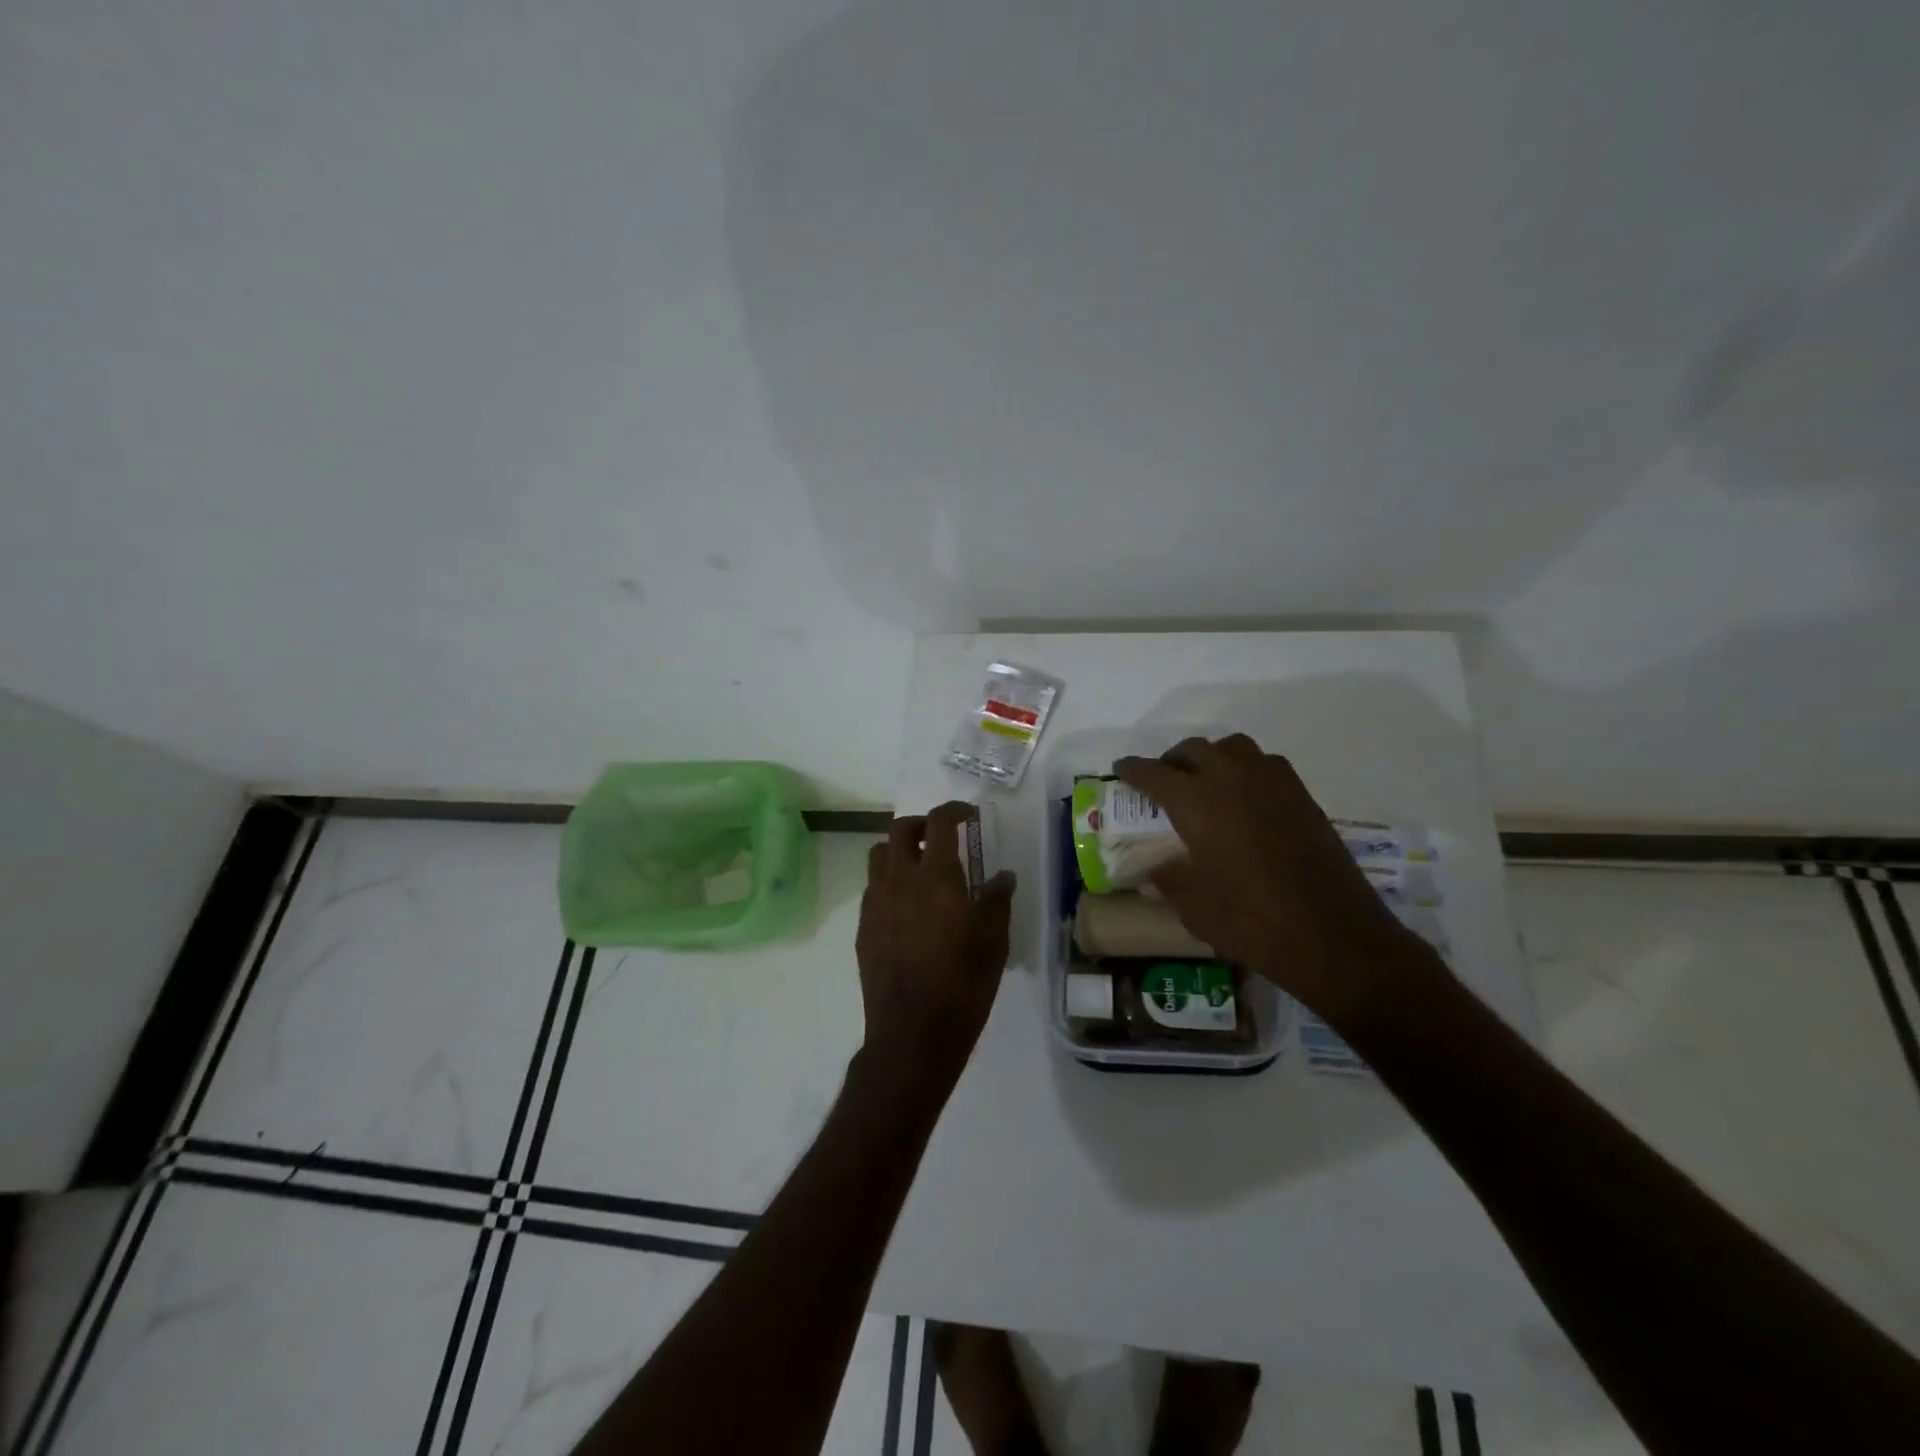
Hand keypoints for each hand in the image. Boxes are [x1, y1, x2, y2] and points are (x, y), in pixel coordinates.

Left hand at [855, 802, 1017, 1093]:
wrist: (913, 1033)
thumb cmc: (963, 985)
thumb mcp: (994, 941)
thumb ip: (997, 900)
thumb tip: (1002, 876)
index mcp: (936, 878)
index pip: (939, 823)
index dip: (954, 811)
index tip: (968, 816)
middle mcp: (900, 880)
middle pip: (900, 829)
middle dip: (922, 825)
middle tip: (943, 838)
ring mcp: (876, 903)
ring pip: (879, 855)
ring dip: (900, 850)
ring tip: (922, 868)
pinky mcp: (864, 927)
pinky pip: (873, 887)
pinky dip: (889, 880)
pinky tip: (907, 906)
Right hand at [1114, 735, 1435, 1022]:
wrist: (1333, 935)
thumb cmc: (1252, 922)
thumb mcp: (1195, 908)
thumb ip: (1168, 882)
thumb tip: (1150, 874)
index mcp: (1197, 802)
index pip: (1154, 773)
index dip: (1133, 770)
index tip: (1121, 770)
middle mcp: (1232, 779)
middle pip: (1193, 750)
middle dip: (1171, 761)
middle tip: (1162, 782)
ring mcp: (1272, 783)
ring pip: (1232, 747)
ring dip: (1211, 757)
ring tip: (1204, 782)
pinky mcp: (1302, 796)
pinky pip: (1265, 764)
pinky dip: (1245, 769)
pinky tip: (1245, 798)